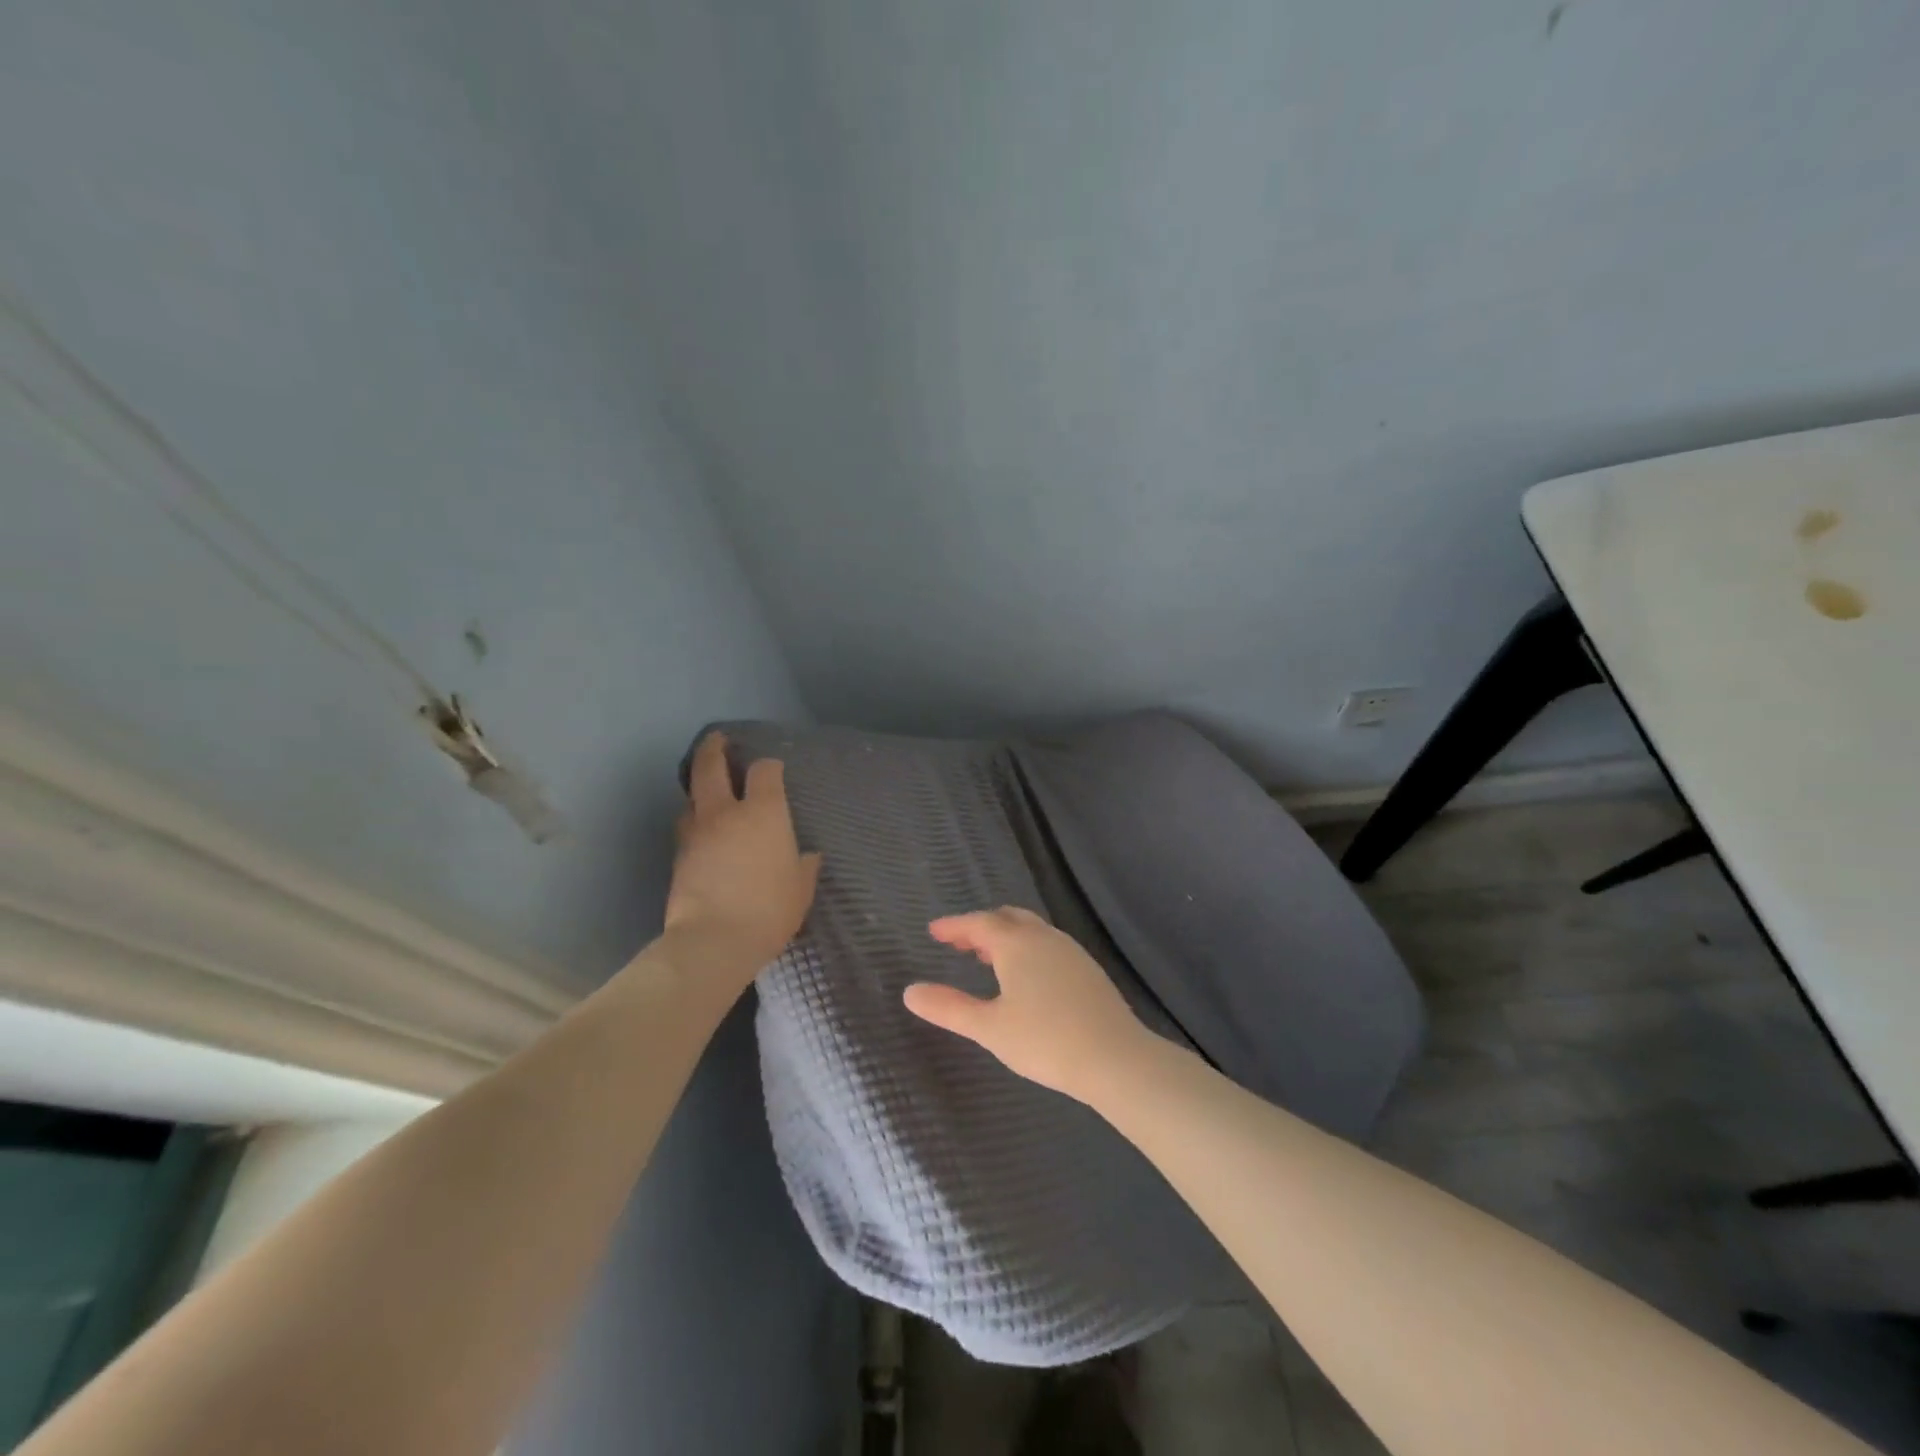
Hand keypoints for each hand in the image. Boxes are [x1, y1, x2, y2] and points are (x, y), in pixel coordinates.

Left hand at [662, 734, 821, 996]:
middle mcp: (725, 812)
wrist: (714, 940)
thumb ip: (804, 865)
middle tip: (718, 739)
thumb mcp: (801, 888)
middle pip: (711, 766)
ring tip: (707, 790)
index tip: (773, 770)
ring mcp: (697, 832)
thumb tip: (806, 855)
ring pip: (691, 797)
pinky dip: (694, 820)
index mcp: (763, 813)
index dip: (769, 766)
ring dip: (699, 788)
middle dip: (714, 748)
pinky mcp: (678, 856)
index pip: (765, 771)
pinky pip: (686, 826)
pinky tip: (703, 831)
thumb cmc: (769, 909)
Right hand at [902, 907, 1159, 1103]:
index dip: (954, 926)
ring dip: (1005, 937)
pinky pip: (1048, 946)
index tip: (934, 931)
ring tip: (987, 958)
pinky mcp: (1088, 970)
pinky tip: (1026, 977)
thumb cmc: (1045, 1040)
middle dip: (981, 926)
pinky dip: (1027, 949)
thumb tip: (910, 992)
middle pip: (1007, 919)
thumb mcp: (989, 1028)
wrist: (1116, 1058)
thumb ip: (948, 1008)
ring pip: (1031, 931)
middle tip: (960, 942)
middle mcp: (1044, 937)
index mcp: (1017, 944)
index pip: (979, 923)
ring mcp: (1070, 951)